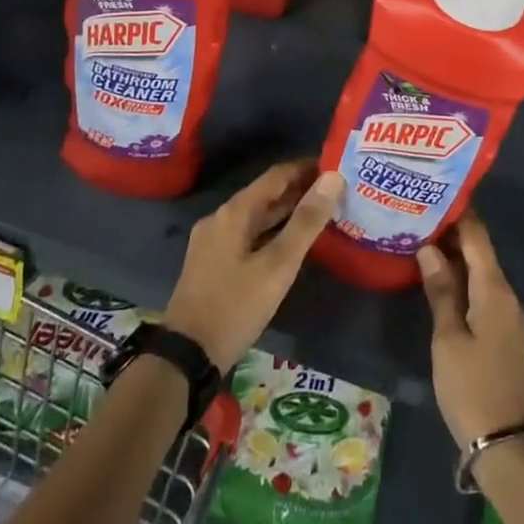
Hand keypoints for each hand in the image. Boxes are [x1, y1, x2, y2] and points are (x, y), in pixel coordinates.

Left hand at [164, 159, 341, 372]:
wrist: (187, 355)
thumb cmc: (236, 306)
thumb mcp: (278, 265)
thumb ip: (306, 221)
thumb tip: (333, 178)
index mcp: (235, 212)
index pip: (277, 175)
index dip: (307, 168)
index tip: (337, 167)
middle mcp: (221, 218)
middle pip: (266, 194)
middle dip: (300, 191)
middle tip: (337, 193)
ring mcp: (213, 241)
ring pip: (257, 217)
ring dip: (287, 213)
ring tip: (322, 214)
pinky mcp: (212, 262)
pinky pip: (248, 235)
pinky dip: (272, 232)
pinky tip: (291, 244)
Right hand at [418, 213, 523, 449]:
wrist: (506, 443)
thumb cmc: (472, 386)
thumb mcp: (448, 338)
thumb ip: (440, 290)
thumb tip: (429, 247)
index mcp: (495, 290)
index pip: (478, 237)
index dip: (458, 213)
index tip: (433, 193)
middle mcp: (506, 294)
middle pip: (480, 251)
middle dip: (452, 232)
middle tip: (417, 215)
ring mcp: (507, 315)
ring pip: (480, 271)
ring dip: (455, 256)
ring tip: (420, 240)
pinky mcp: (502, 332)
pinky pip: (482, 291)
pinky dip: (461, 279)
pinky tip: (438, 279)